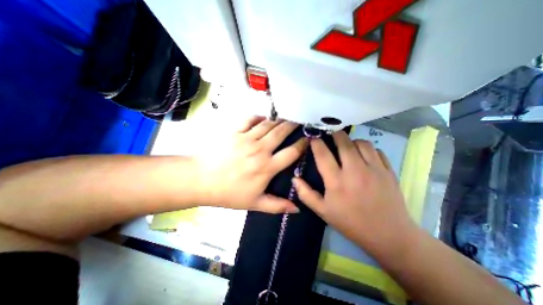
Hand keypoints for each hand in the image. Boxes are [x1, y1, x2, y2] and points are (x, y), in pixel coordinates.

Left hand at [195, 117, 307, 213]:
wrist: (201, 180)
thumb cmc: (229, 193)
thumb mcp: (255, 203)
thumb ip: (277, 205)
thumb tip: (297, 209)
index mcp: (267, 167)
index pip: (291, 153)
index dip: (302, 144)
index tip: (308, 138)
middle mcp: (260, 149)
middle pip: (281, 132)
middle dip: (293, 125)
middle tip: (299, 120)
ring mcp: (246, 138)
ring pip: (268, 124)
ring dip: (279, 119)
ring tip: (286, 117)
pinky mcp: (234, 132)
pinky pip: (249, 119)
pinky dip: (258, 116)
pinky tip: (263, 117)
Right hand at [293, 132, 416, 255]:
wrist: (388, 235)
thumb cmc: (351, 223)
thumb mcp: (323, 211)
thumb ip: (306, 194)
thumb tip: (294, 179)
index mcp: (336, 181)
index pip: (323, 154)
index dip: (316, 143)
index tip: (313, 137)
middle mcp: (355, 171)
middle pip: (344, 142)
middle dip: (334, 134)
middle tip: (330, 135)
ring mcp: (374, 169)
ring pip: (361, 143)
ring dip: (352, 141)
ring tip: (347, 146)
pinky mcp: (388, 171)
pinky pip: (377, 150)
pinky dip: (367, 148)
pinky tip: (363, 155)